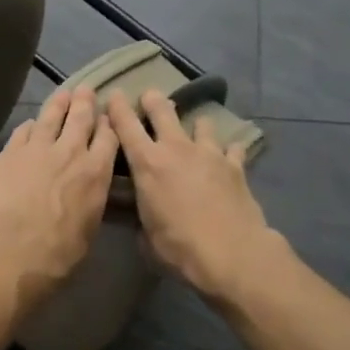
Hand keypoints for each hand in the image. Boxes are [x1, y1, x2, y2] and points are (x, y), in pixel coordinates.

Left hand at [0, 85, 118, 312]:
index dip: (109, 124)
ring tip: (63, 94)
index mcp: (96, 173)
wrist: (10, 250)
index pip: (108, 138)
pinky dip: (30, 126)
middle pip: (80, 118)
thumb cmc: (57, 253)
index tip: (108, 117)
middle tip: (86, 90)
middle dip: (85, 102)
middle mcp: (69, 152)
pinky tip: (30, 125)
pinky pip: (23, 131)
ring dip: (58, 104)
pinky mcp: (8, 153)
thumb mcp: (88, 229)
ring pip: (50, 117)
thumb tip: (85, 195)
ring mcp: (36, 148)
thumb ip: (89, 202)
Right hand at [109, 89, 281, 302]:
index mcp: (147, 164)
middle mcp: (177, 149)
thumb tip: (142, 220)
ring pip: (201, 124)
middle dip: (154, 101)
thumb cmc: (179, 247)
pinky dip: (229, 150)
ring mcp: (209, 154)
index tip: (114, 96)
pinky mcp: (235, 166)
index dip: (118, 108)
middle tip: (151, 97)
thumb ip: (142, 220)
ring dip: (196, 125)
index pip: (126, 126)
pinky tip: (229, 156)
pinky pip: (232, 149)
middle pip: (163, 111)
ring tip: (196, 128)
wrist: (231, 253)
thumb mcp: (146, 237)